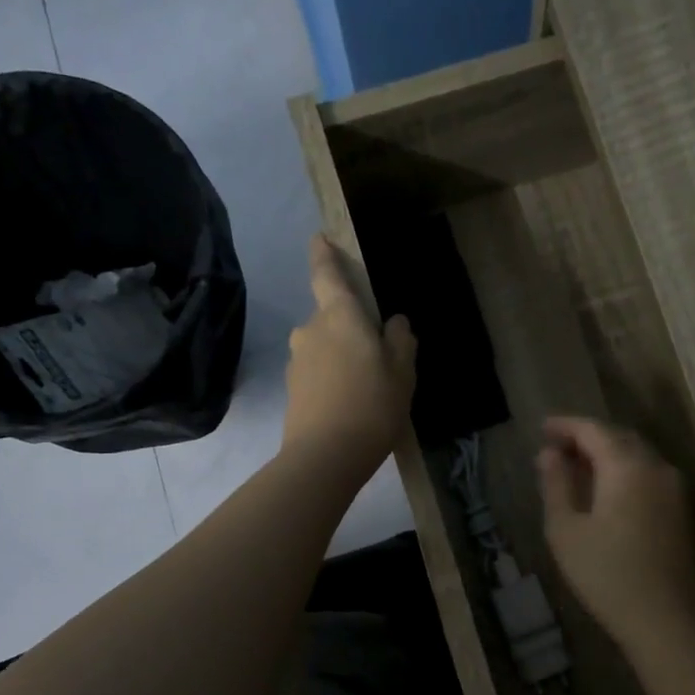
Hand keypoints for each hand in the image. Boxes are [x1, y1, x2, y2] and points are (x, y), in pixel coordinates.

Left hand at [283, 235, 416, 477]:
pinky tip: (348, 403)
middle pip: (330, 317)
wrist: (325, 456)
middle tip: (375, 352)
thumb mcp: (402, 373)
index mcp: (339, 316)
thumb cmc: (372, 405)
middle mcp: (310, 330)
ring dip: (340, 356)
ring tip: (365, 385)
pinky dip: (331, 378)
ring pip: (323, 346)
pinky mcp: (291, 389)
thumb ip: (401, 341)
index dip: (323, 255)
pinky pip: (316, 372)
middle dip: (348, 326)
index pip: (327, 275)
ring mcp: (296, 360)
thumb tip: (396, 323)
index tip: (319, 238)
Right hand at [537, 417, 694, 647]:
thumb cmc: (606, 575)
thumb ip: (556, 485)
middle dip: (586, 437)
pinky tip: (603, 489)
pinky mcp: (680, 510)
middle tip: (555, 447)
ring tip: (575, 466)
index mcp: (627, 466)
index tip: (542, 428)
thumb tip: (548, 454)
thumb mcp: (566, 530)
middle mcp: (656, 468)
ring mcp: (674, 489)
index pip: (593, 430)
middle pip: (619, 438)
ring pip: (636, 455)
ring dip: (605, 454)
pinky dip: (622, 471)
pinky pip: (647, 474)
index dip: (565, 426)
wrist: (665, 619)